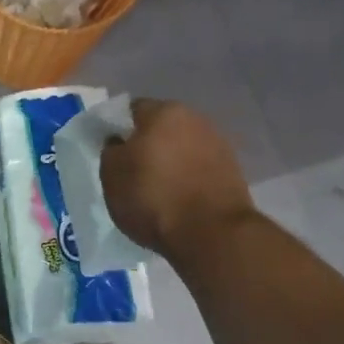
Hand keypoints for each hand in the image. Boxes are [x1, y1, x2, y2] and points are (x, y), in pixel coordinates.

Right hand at [101, 99, 256, 257]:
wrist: (211, 233)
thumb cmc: (153, 198)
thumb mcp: (112, 175)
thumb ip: (111, 151)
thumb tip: (119, 143)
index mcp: (163, 111)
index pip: (131, 110)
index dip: (118, 129)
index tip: (111, 153)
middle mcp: (195, 119)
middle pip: (161, 128)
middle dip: (146, 145)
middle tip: (131, 172)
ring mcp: (218, 144)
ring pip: (182, 148)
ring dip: (169, 162)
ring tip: (156, 189)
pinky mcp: (232, 172)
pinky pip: (198, 169)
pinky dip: (187, 179)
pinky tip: (178, 200)